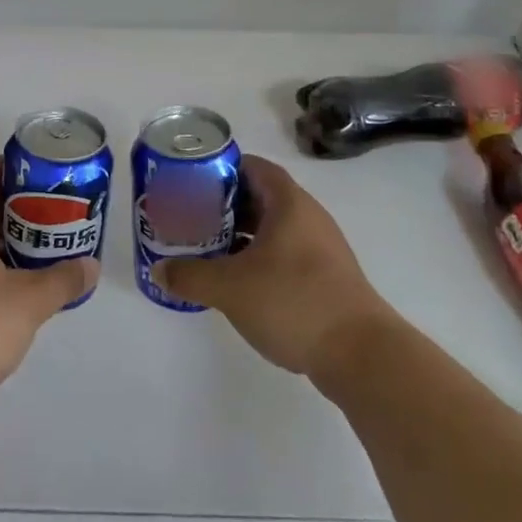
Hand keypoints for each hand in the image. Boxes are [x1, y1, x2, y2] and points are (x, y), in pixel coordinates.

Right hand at [150, 155, 390, 378]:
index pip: (251, 167)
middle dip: (224, 205)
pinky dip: (258, 258)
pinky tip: (236, 281)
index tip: (191, 182)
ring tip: (206, 248)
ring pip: (272, 228)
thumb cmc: (294, 302)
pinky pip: (284, 254)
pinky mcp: (325, 278)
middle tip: (191, 216)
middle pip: (259, 197)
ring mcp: (320, 248)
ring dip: (240, 235)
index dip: (220, 169)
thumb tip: (159, 270)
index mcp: (288, 203)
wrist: (362, 355)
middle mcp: (307, 217)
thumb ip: (190, 275)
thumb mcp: (230, 288)